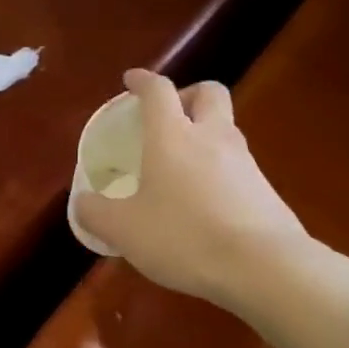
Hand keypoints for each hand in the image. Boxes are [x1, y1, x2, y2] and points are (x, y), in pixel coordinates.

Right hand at [72, 69, 305, 307]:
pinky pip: (239, 166)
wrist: (262, 266)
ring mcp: (245, 162)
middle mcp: (212, 137)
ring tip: (183, 168)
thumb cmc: (184, 237)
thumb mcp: (124, 230)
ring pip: (226, 129)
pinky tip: (206, 203)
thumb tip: (83, 202)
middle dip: (188, 95)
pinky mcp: (265, 189)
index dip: (143, 81)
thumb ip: (97, 213)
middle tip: (170, 116)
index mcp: (173, 136)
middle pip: (209, 93)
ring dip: (206, 135)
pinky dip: (220, 171)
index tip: (132, 81)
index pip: (158, 91)